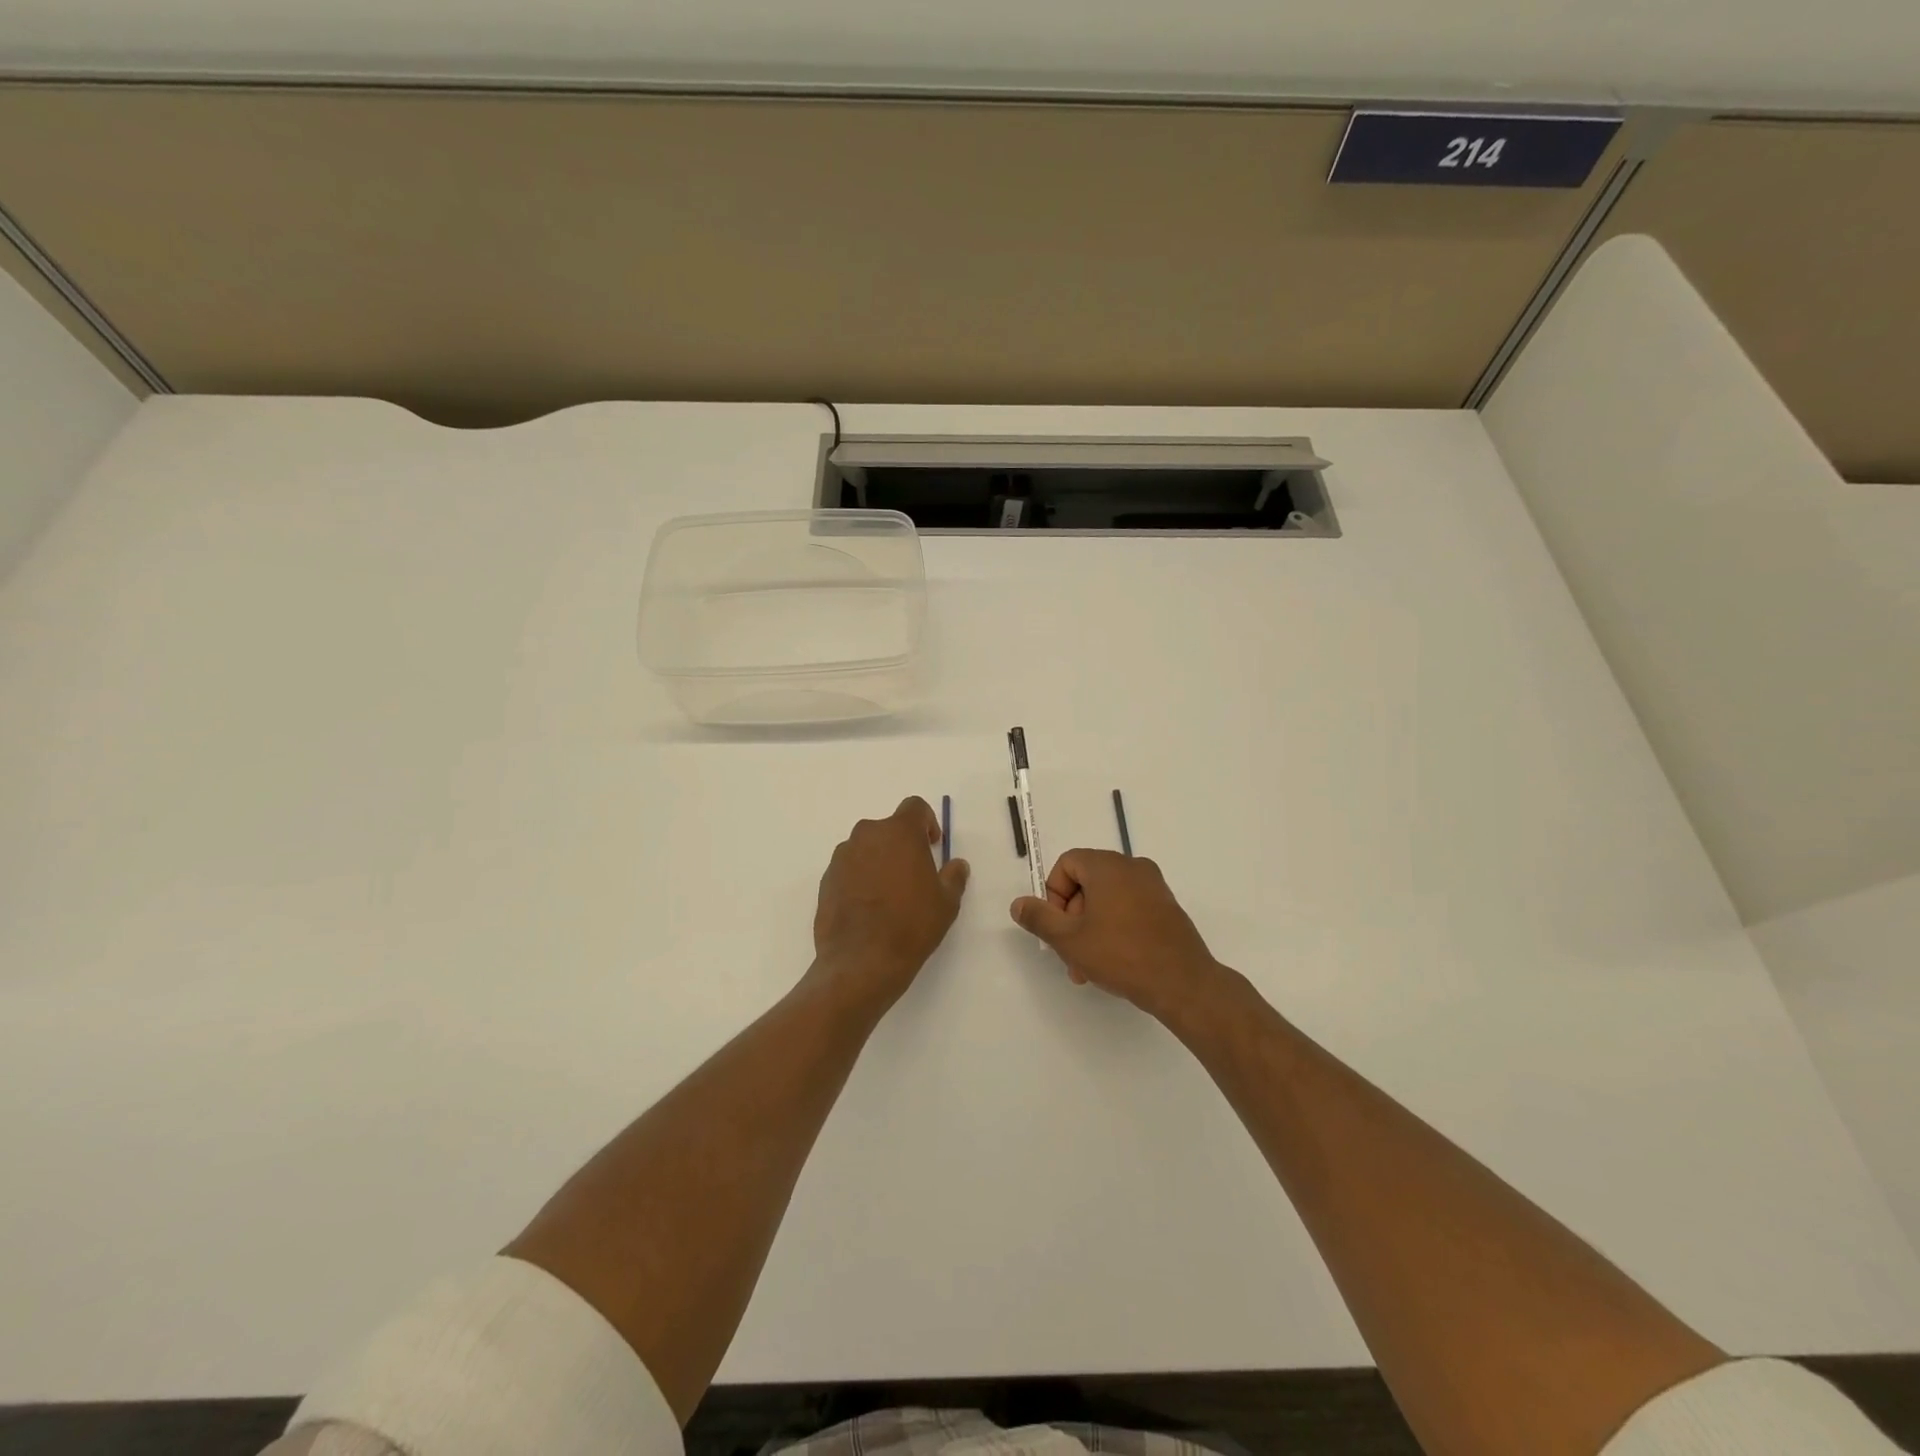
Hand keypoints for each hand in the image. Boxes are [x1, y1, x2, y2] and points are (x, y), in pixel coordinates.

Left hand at [811, 797, 969, 1012]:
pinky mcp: (826, 879)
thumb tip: (957, 865)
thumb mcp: (946, 902)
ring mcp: (842, 857)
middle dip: (902, 844)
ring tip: (890, 894)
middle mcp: (867, 835)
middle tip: (913, 873)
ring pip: (866, 848)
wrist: (862, 961)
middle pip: (888, 828)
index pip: (915, 807)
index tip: (932, 845)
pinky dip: (860, 878)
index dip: (927, 822)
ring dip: (879, 860)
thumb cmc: (911, 925)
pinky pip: (849, 868)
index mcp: (899, 832)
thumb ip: (954, 876)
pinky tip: (869, 907)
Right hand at [1010, 850, 1228, 1023]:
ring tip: (1086, 968)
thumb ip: (1039, 918)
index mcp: (1108, 866)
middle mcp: (1133, 867)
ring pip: (1107, 899)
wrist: (1182, 983)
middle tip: (1068, 953)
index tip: (1056, 927)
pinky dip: (1114, 928)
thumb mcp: (1069, 939)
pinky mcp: (1166, 908)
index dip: (1053, 894)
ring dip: (1090, 928)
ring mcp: (1154, 887)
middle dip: (1071, 917)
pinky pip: (1129, 908)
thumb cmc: (1121, 954)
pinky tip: (1112, 963)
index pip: (1067, 863)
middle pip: (1087, 882)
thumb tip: (1019, 903)